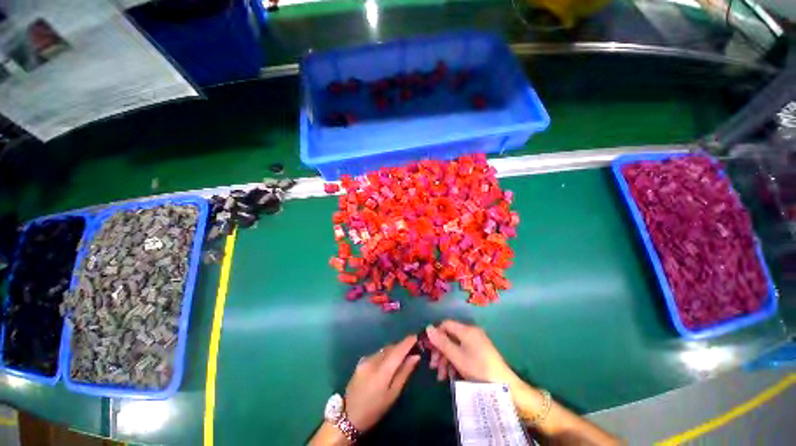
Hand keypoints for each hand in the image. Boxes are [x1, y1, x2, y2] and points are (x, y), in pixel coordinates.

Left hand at [344, 335, 420, 432]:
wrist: (348, 416)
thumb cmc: (374, 409)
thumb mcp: (392, 394)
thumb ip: (404, 373)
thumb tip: (415, 356)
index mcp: (382, 371)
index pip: (397, 351)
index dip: (407, 342)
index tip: (416, 336)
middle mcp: (373, 360)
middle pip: (391, 348)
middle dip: (401, 346)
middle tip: (412, 348)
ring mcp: (365, 359)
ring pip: (384, 349)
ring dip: (393, 350)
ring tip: (402, 355)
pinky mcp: (361, 361)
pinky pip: (377, 353)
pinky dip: (385, 354)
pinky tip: (388, 361)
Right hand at [426, 320, 517, 384]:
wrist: (504, 385)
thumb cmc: (477, 368)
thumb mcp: (456, 356)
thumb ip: (441, 342)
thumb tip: (428, 327)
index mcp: (466, 330)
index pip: (445, 324)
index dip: (436, 335)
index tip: (429, 350)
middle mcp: (471, 332)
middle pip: (449, 336)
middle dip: (440, 352)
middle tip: (434, 367)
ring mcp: (476, 342)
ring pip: (455, 346)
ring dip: (446, 360)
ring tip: (442, 377)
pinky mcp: (480, 352)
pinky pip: (463, 352)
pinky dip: (455, 362)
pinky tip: (452, 375)